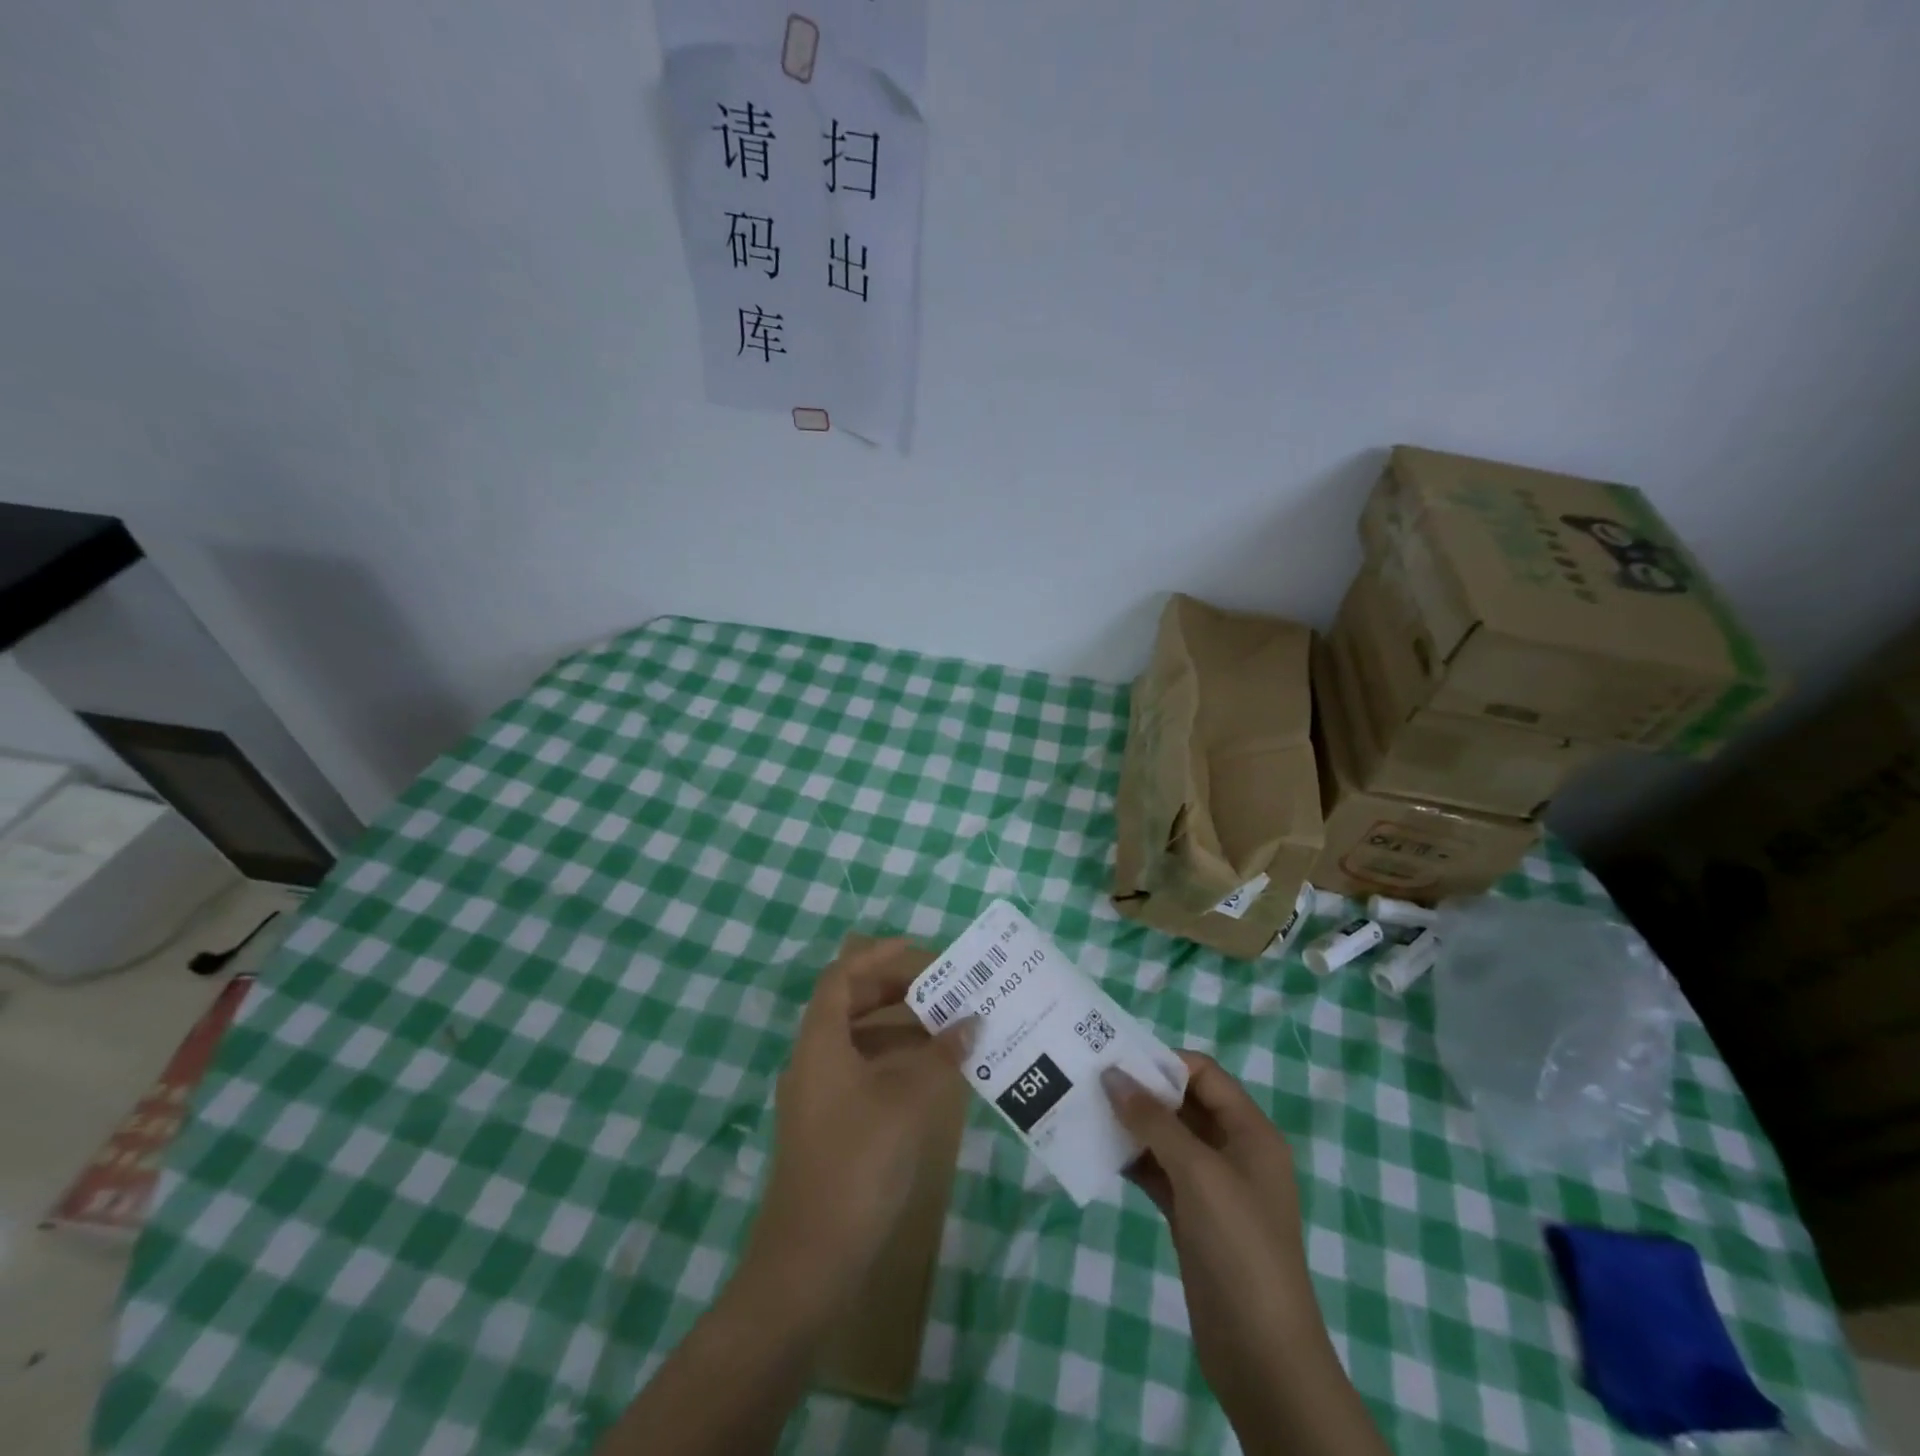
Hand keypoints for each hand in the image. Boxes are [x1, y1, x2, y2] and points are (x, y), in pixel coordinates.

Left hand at [740, 938, 960, 1315]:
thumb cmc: (857, 1164)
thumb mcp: (907, 1102)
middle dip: (895, 989)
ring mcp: (818, 1095)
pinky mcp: (829, 1126)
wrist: (809, 1262)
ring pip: (859, 1041)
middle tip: (942, 987)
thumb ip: (941, 1056)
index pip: (843, 976)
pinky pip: (863, 1072)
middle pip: (851, 1004)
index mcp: (820, 1041)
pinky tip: (930, 1075)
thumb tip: (971, 1021)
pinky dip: (895, 1062)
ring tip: (947, 1026)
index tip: (920, 950)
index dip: (878, 955)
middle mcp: (813, 1059)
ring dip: (900, 1028)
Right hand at [1107, 1053, 1387, 1455]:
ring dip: (1132, 1125)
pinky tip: (1099, 1151)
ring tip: (1086, 1109)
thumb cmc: (1239, 1247)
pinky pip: (1159, 1172)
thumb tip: (1113, 1074)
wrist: (1262, 1354)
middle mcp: (1234, 1151)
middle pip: (1184, 1103)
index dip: (1164, 1062)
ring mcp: (1212, 1186)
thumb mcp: (1198, 1173)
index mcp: (1250, 1132)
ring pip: (1167, 1138)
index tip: (1116, 1059)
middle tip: (1092, 1079)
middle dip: (1142, 1091)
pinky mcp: (1192, 1216)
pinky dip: (1133, 1160)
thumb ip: (1154, 1120)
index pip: (1205, 1075)